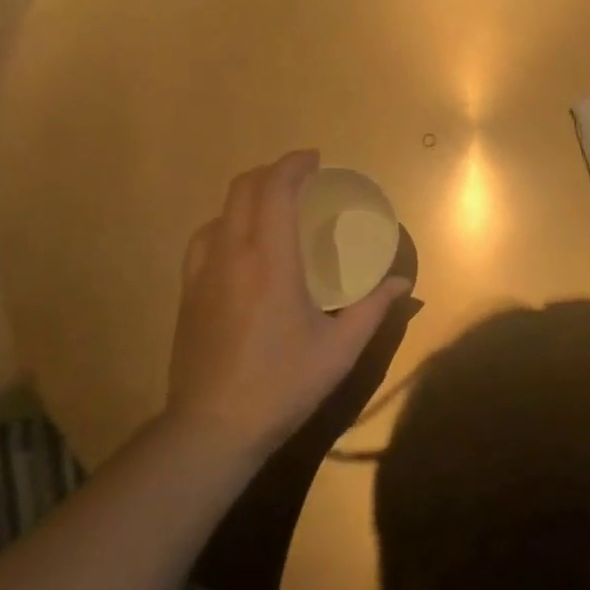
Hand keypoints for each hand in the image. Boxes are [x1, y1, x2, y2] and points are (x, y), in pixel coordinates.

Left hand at [165, 150, 410, 454]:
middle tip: (301, 179)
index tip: (316, 160)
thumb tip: (401, 282)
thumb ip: (372, 309)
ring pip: (219, 212)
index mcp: (270, 261)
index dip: (294, 165)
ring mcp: (202, 273)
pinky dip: (227, 225)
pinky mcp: (188, 293)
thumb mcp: (339, 349)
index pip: (275, 191)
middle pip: (242, 189)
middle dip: (271, 172)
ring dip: (248, 198)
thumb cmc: (282, 384)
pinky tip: (242, 249)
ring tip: (273, 210)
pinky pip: (204, 240)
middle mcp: (231, 255)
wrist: (212, 428)